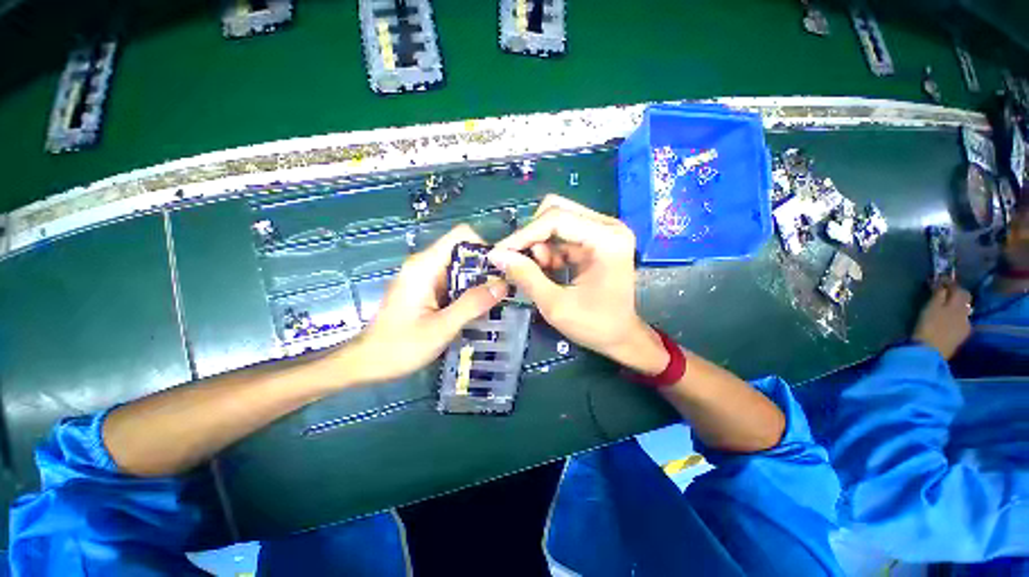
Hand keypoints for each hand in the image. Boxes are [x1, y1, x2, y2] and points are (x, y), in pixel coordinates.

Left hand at [344, 225, 507, 384]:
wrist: (368, 363)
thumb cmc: (400, 347)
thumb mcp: (441, 327)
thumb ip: (472, 304)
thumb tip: (503, 285)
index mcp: (425, 266)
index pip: (461, 236)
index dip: (483, 247)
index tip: (499, 271)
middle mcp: (425, 265)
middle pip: (463, 252)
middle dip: (485, 268)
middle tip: (502, 291)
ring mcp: (425, 277)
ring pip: (460, 267)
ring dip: (478, 282)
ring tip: (494, 301)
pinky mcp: (426, 289)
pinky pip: (454, 281)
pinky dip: (468, 291)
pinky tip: (476, 309)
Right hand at [488, 195, 668, 374]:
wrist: (620, 336)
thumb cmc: (595, 325)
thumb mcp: (556, 305)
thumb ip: (526, 277)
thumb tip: (497, 255)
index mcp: (606, 239)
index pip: (556, 219)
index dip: (523, 234)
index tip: (499, 253)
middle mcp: (607, 227)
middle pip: (555, 211)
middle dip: (531, 237)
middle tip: (519, 262)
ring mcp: (602, 231)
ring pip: (555, 221)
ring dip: (539, 246)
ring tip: (540, 273)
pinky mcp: (594, 239)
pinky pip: (560, 234)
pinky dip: (548, 251)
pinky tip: (549, 271)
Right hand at [912, 282, 971, 359]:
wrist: (930, 351)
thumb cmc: (928, 326)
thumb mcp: (930, 307)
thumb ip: (938, 295)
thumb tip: (942, 284)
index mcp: (958, 304)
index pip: (959, 288)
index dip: (950, 283)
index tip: (940, 280)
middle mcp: (966, 312)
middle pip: (965, 299)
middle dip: (957, 294)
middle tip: (944, 292)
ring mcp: (966, 325)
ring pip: (964, 310)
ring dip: (956, 306)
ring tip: (946, 307)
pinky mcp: (962, 335)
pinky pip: (962, 321)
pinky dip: (956, 317)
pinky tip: (949, 321)